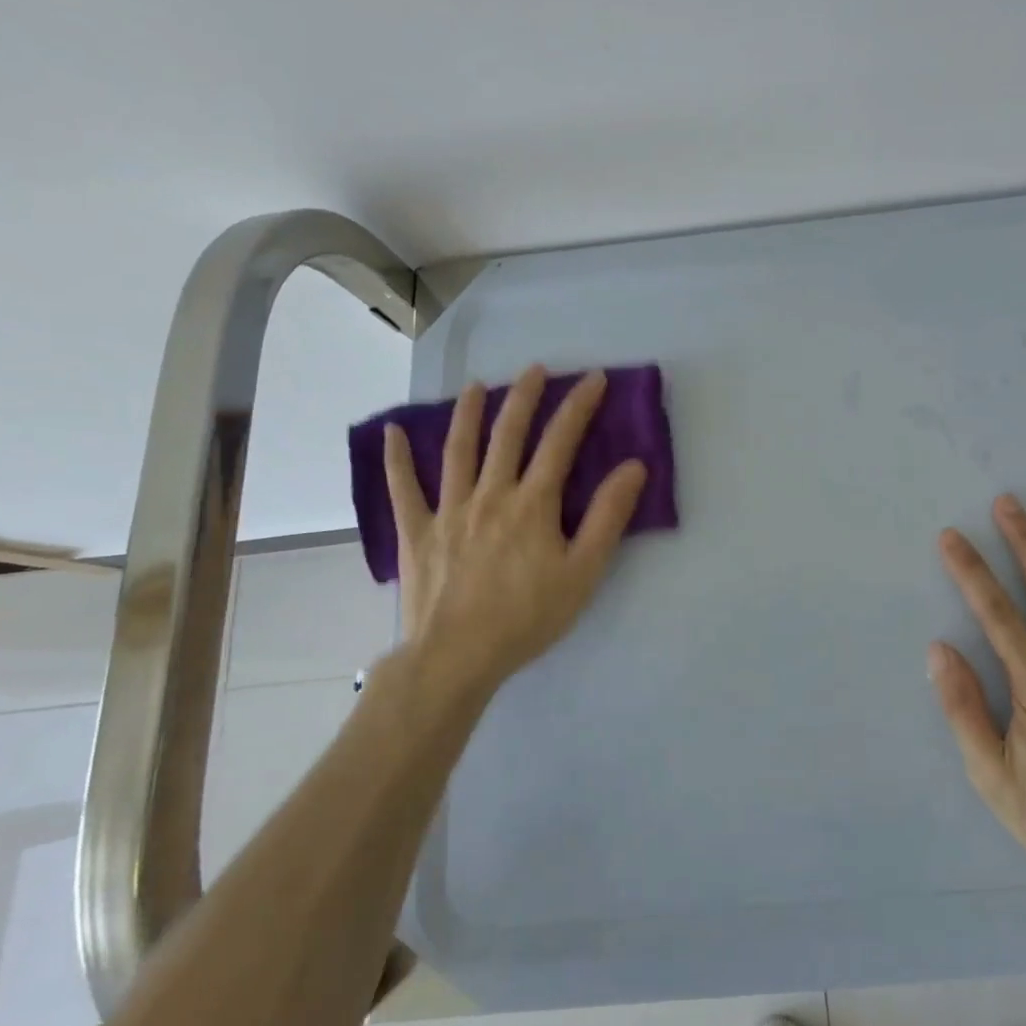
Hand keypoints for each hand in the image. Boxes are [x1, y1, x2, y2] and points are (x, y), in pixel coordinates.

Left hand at [381, 365, 647, 700]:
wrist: (457, 657)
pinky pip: (403, 488)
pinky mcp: (417, 532)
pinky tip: (392, 432)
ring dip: (470, 413)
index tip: (594, 379)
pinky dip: (396, 459)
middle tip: (535, 369)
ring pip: (458, 449)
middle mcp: (490, 494)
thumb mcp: (584, 571)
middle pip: (509, 434)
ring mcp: (449, 510)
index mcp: (532, 503)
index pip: (560, 441)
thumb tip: (633, 467)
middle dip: (525, 397)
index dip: (579, 406)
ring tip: (477, 386)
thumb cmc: (528, 617)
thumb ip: (608, 517)